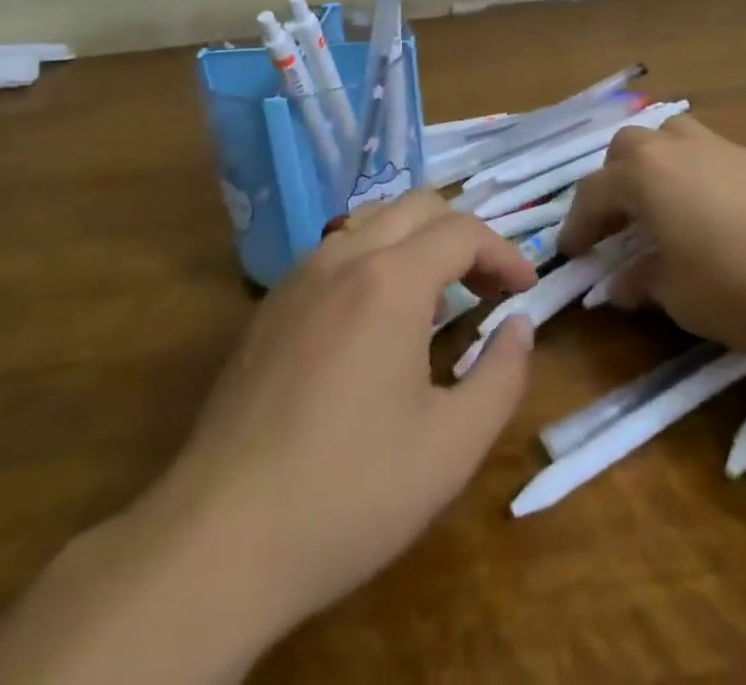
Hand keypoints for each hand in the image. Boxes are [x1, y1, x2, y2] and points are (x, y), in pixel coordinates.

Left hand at [145, 191, 537, 646]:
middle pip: (419, 206)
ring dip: (418, 243)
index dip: (505, 253)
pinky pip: (337, 253)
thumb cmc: (351, 492)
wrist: (219, 539)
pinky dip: (376, 261)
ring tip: (438, 301)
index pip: (464, 231)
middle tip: (487, 287)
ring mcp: (299, 277)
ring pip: (373, 221)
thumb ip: (502, 375)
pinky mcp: (271, 305)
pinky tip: (377, 323)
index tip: (526, 290)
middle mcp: (344, 257)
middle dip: (464, 236)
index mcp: (391, 280)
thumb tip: (519, 326)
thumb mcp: (452, 447)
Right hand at [557, 116, 745, 352]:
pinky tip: (707, 212)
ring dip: (651, 168)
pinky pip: (703, 154)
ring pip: (667, 139)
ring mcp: (718, 146)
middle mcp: (673, 147)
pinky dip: (689, 175)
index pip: (593, 194)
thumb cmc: (745, 280)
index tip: (569, 253)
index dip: (577, 225)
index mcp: (643, 175)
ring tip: (659, 207)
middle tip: (615, 225)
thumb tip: (621, 282)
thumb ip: (643, 284)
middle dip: (612, 185)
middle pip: (626, 150)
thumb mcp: (681, 297)